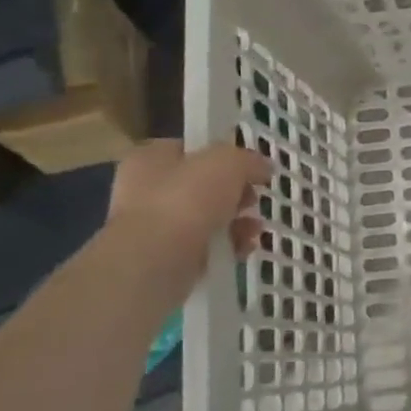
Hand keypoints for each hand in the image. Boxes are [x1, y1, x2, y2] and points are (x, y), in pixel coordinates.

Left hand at [105, 140, 270, 304]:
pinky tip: (244, 248)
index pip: (191, 150)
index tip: (250, 167)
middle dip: (236, 194)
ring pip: (208, 218)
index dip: (223, 156)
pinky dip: (229, 246)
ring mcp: (156, 226)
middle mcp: (147, 190)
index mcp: (150, 158)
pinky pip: (207, 247)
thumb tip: (263, 167)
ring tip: (255, 228)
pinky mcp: (168, 257)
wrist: (156, 260)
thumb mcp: (227, 162)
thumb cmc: (186, 199)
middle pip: (204, 186)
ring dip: (238, 222)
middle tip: (253, 199)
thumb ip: (247, 159)